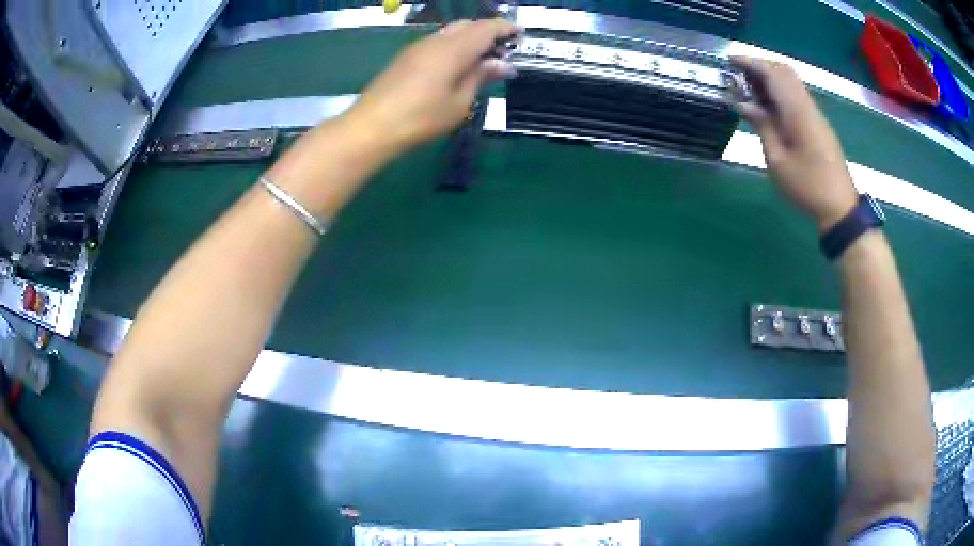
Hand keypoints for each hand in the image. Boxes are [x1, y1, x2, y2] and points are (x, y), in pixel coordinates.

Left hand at [345, 19, 519, 154]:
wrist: (372, 126)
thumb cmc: (421, 118)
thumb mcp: (459, 102)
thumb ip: (481, 77)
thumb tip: (503, 64)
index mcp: (454, 49)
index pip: (486, 28)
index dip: (505, 28)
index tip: (521, 34)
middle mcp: (437, 40)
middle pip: (468, 25)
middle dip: (488, 32)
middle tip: (502, 50)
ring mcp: (418, 47)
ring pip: (451, 32)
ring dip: (469, 39)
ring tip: (481, 59)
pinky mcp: (406, 57)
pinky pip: (437, 42)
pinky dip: (454, 46)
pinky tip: (456, 65)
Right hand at [732, 57, 859, 231]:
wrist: (839, 207)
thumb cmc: (807, 187)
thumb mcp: (777, 161)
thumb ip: (762, 126)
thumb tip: (744, 103)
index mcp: (797, 112)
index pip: (774, 73)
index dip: (751, 62)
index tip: (730, 60)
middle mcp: (808, 106)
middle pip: (784, 71)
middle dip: (760, 66)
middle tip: (738, 74)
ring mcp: (815, 114)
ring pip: (791, 82)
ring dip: (770, 78)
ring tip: (749, 88)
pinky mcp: (817, 123)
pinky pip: (796, 96)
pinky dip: (779, 91)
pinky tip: (768, 105)